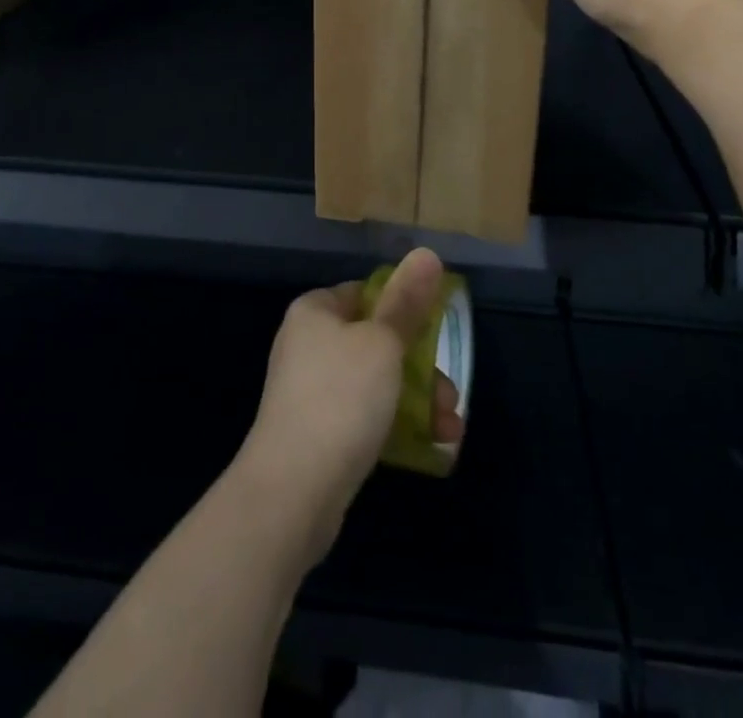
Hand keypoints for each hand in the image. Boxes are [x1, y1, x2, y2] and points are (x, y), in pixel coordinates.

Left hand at [238, 248, 463, 566]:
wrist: (292, 490)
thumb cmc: (341, 398)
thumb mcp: (383, 343)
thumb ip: (407, 301)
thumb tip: (427, 252)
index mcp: (315, 311)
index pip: (365, 293)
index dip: (402, 307)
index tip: (436, 330)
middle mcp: (308, 344)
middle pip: (375, 341)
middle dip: (420, 366)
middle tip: (450, 393)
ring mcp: (310, 391)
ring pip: (375, 382)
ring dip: (417, 400)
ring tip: (450, 427)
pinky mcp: (317, 434)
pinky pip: (364, 417)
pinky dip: (395, 425)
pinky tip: (430, 446)